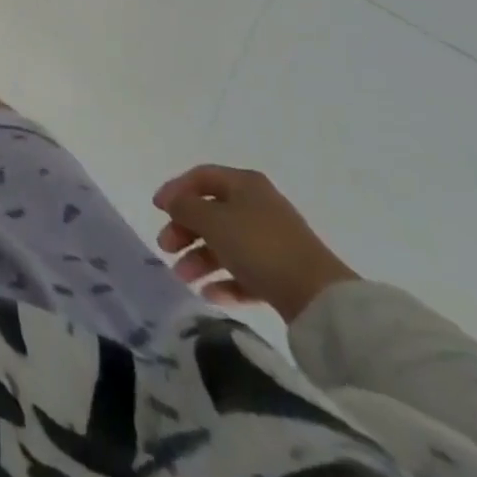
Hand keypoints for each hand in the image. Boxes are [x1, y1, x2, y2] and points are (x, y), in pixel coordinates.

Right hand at [153, 165, 358, 320]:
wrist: (319, 298)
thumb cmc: (259, 246)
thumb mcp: (212, 220)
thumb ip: (185, 207)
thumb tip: (173, 202)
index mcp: (244, 184)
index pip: (201, 177)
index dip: (175, 189)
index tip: (157, 209)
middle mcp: (258, 206)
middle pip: (211, 212)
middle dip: (185, 230)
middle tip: (166, 248)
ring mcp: (272, 242)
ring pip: (225, 244)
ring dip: (200, 258)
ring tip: (183, 277)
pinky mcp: (281, 274)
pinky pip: (244, 271)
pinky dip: (224, 280)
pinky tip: (209, 294)